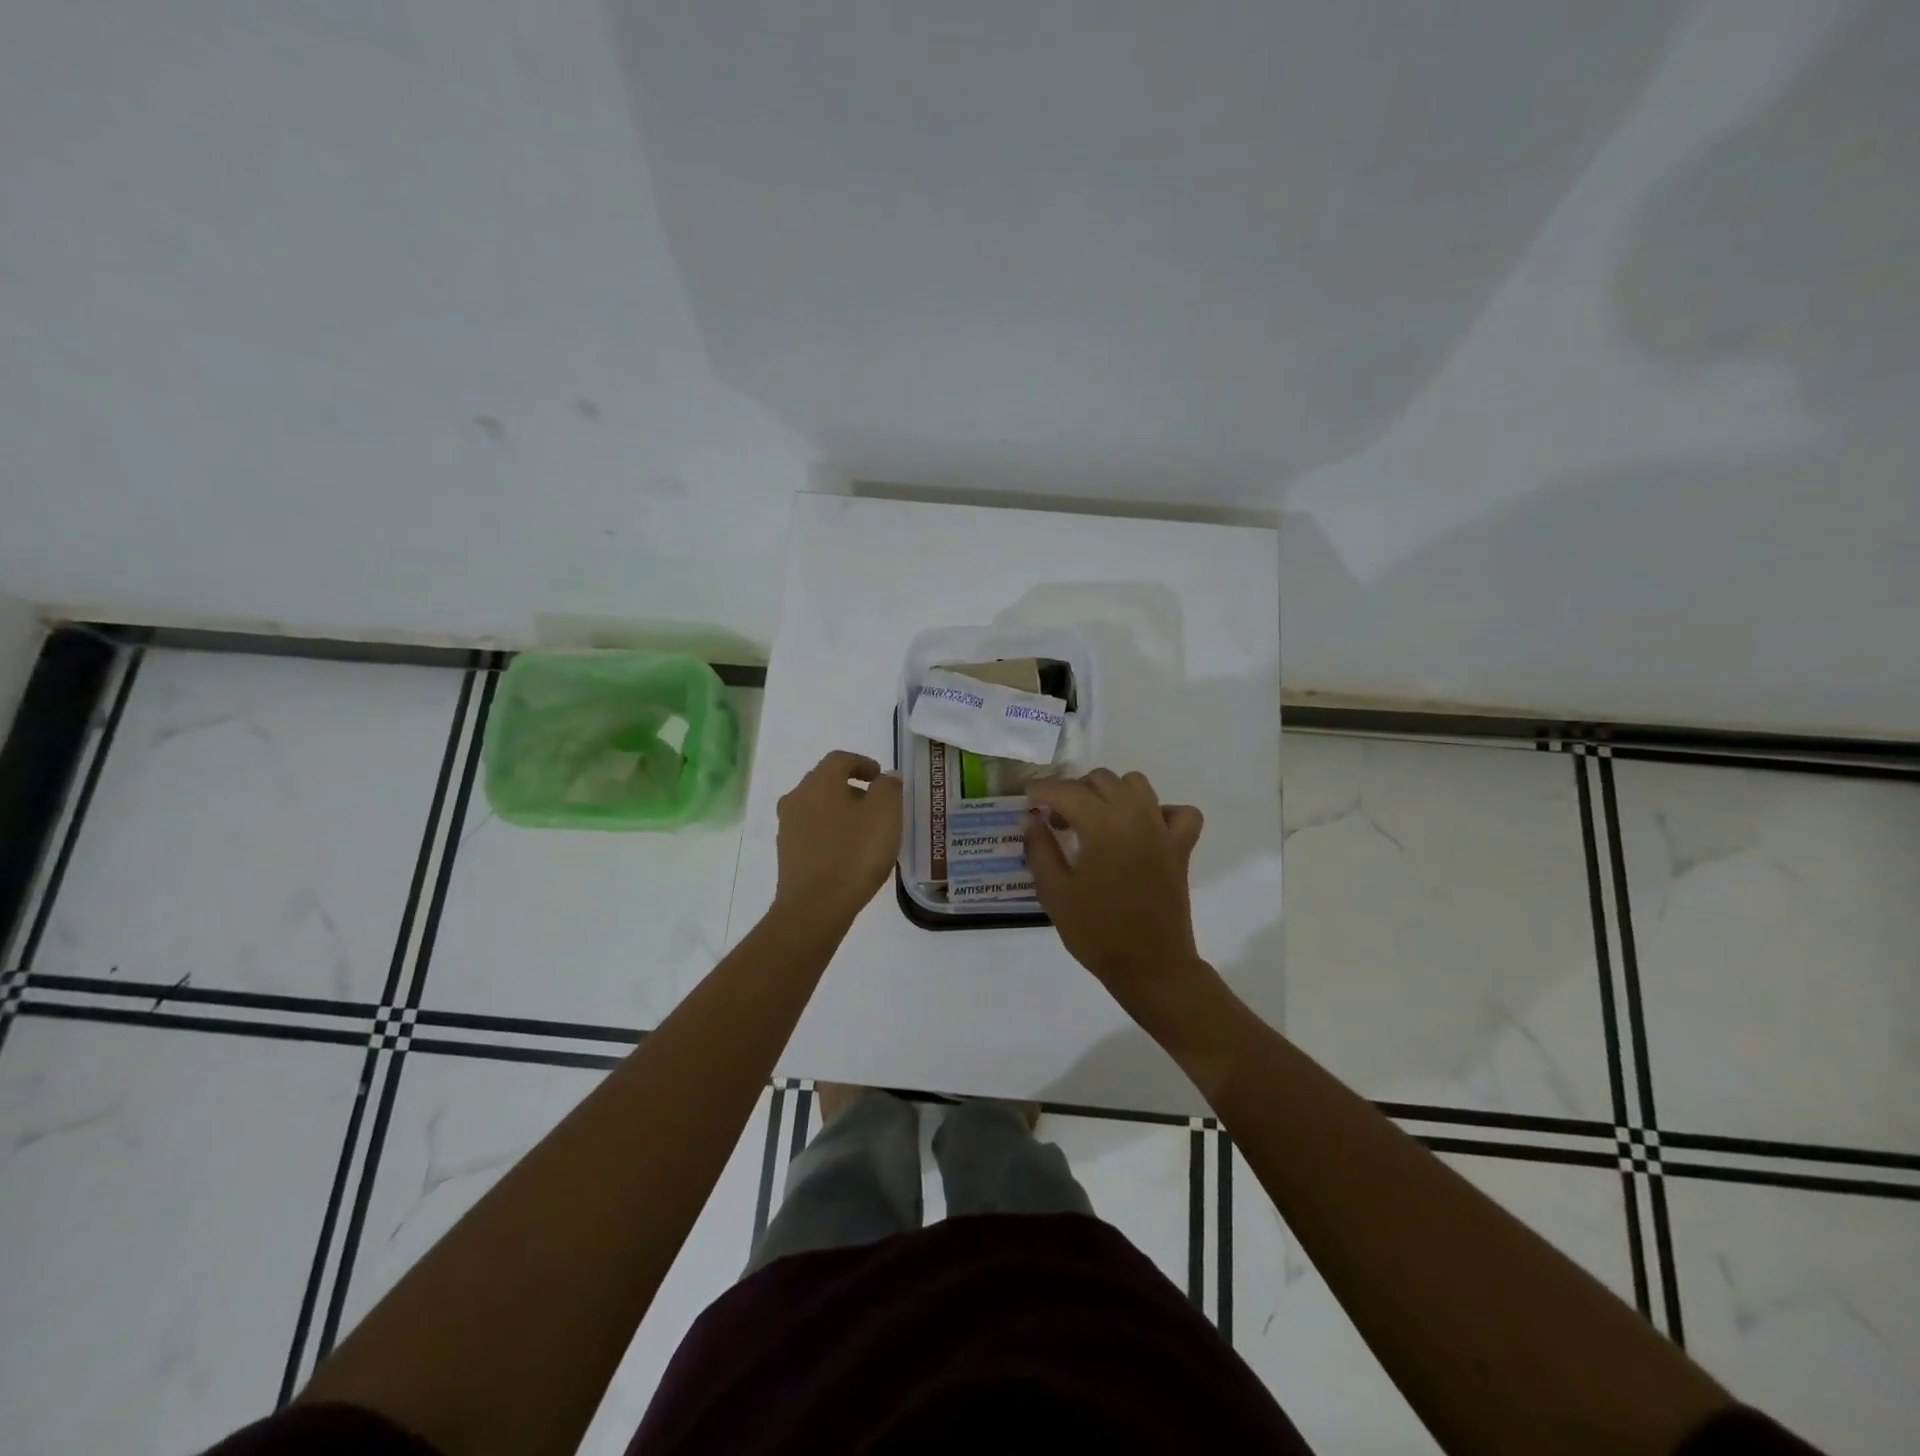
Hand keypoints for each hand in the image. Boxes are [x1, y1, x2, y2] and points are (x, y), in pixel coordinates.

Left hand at [773, 751, 902, 928]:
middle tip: (876, 802)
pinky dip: (831, 833)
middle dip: (851, 787)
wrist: (815, 907)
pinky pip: (813, 833)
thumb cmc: (854, 853)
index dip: (863, 763)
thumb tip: (887, 777)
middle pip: (825, 782)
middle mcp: (797, 799)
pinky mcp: (788, 855)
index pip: (840, 759)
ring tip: (865, 829)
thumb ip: (889, 788)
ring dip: (840, 811)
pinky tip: (848, 852)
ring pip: (817, 808)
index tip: (881, 777)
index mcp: (819, 783)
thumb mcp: (885, 814)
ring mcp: (788, 828)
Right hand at [1024, 769, 1207, 1010]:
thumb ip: (1040, 848)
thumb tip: (1031, 819)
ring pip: (1137, 785)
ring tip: (1095, 819)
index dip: (1042, 791)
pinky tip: (1142, 829)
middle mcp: (1135, 816)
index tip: (1027, 800)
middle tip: (1057, 820)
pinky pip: (1178, 812)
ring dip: (1111, 792)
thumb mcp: (1054, 892)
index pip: (1067, 791)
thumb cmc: (1096, 932)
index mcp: (1102, 825)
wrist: (1150, 967)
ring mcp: (1162, 830)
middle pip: (1101, 780)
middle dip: (1074, 792)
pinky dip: (1159, 811)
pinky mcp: (1181, 847)